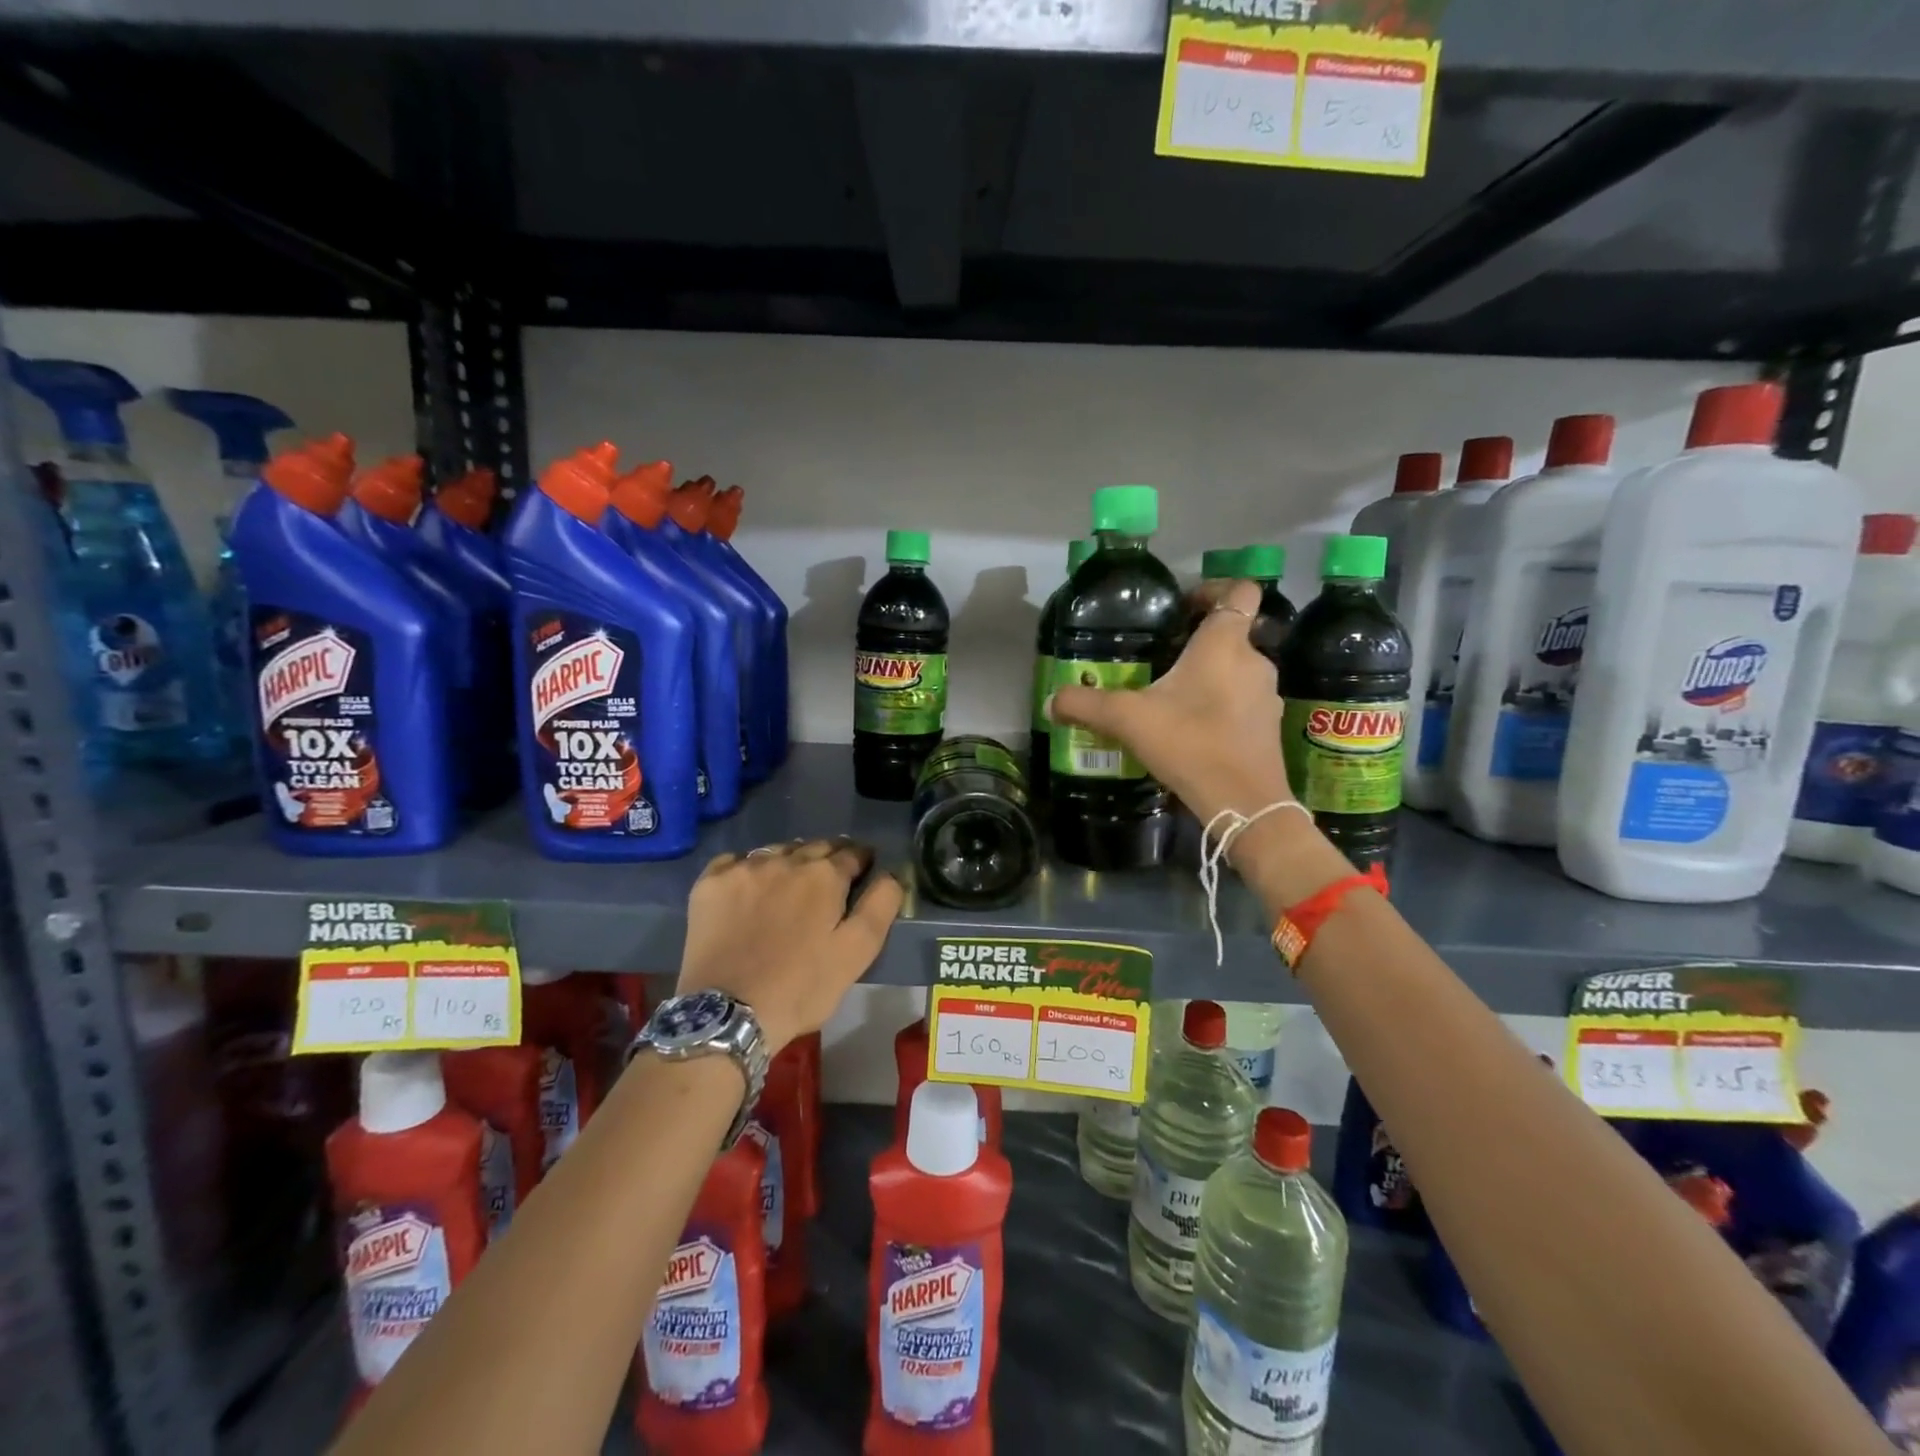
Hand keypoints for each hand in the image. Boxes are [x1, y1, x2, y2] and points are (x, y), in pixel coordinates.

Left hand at [678, 839, 904, 1051]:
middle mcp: (785, 860)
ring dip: (790, 861)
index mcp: (824, 875)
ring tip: (790, 885)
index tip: (863, 872)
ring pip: (776, 851)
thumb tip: (891, 874)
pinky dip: (748, 867)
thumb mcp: (856, 954)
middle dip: (828, 858)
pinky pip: (736, 860)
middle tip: (828, 882)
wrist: (727, 1014)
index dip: (862, 861)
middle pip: (815, 847)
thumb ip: (880, 907)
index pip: (852, 853)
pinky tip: (749, 888)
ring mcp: (743, 868)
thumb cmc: (800, 988)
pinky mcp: (710, 883)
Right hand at [1050, 579, 1292, 829]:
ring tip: (1173, 698)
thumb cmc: (1189, 743)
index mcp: (1224, 643)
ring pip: (1237, 670)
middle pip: (1233, 633)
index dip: (1215, 588)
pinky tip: (1193, 729)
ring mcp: (1267, 695)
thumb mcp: (1126, 720)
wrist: (1243, 803)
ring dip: (1210, 676)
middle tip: (1162, 658)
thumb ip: (1084, 705)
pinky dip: (1221, 705)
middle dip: (1198, 642)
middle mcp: (1254, 660)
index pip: (1240, 590)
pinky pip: (1243, 701)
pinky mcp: (1269, 726)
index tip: (1184, 607)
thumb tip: (1050, 701)